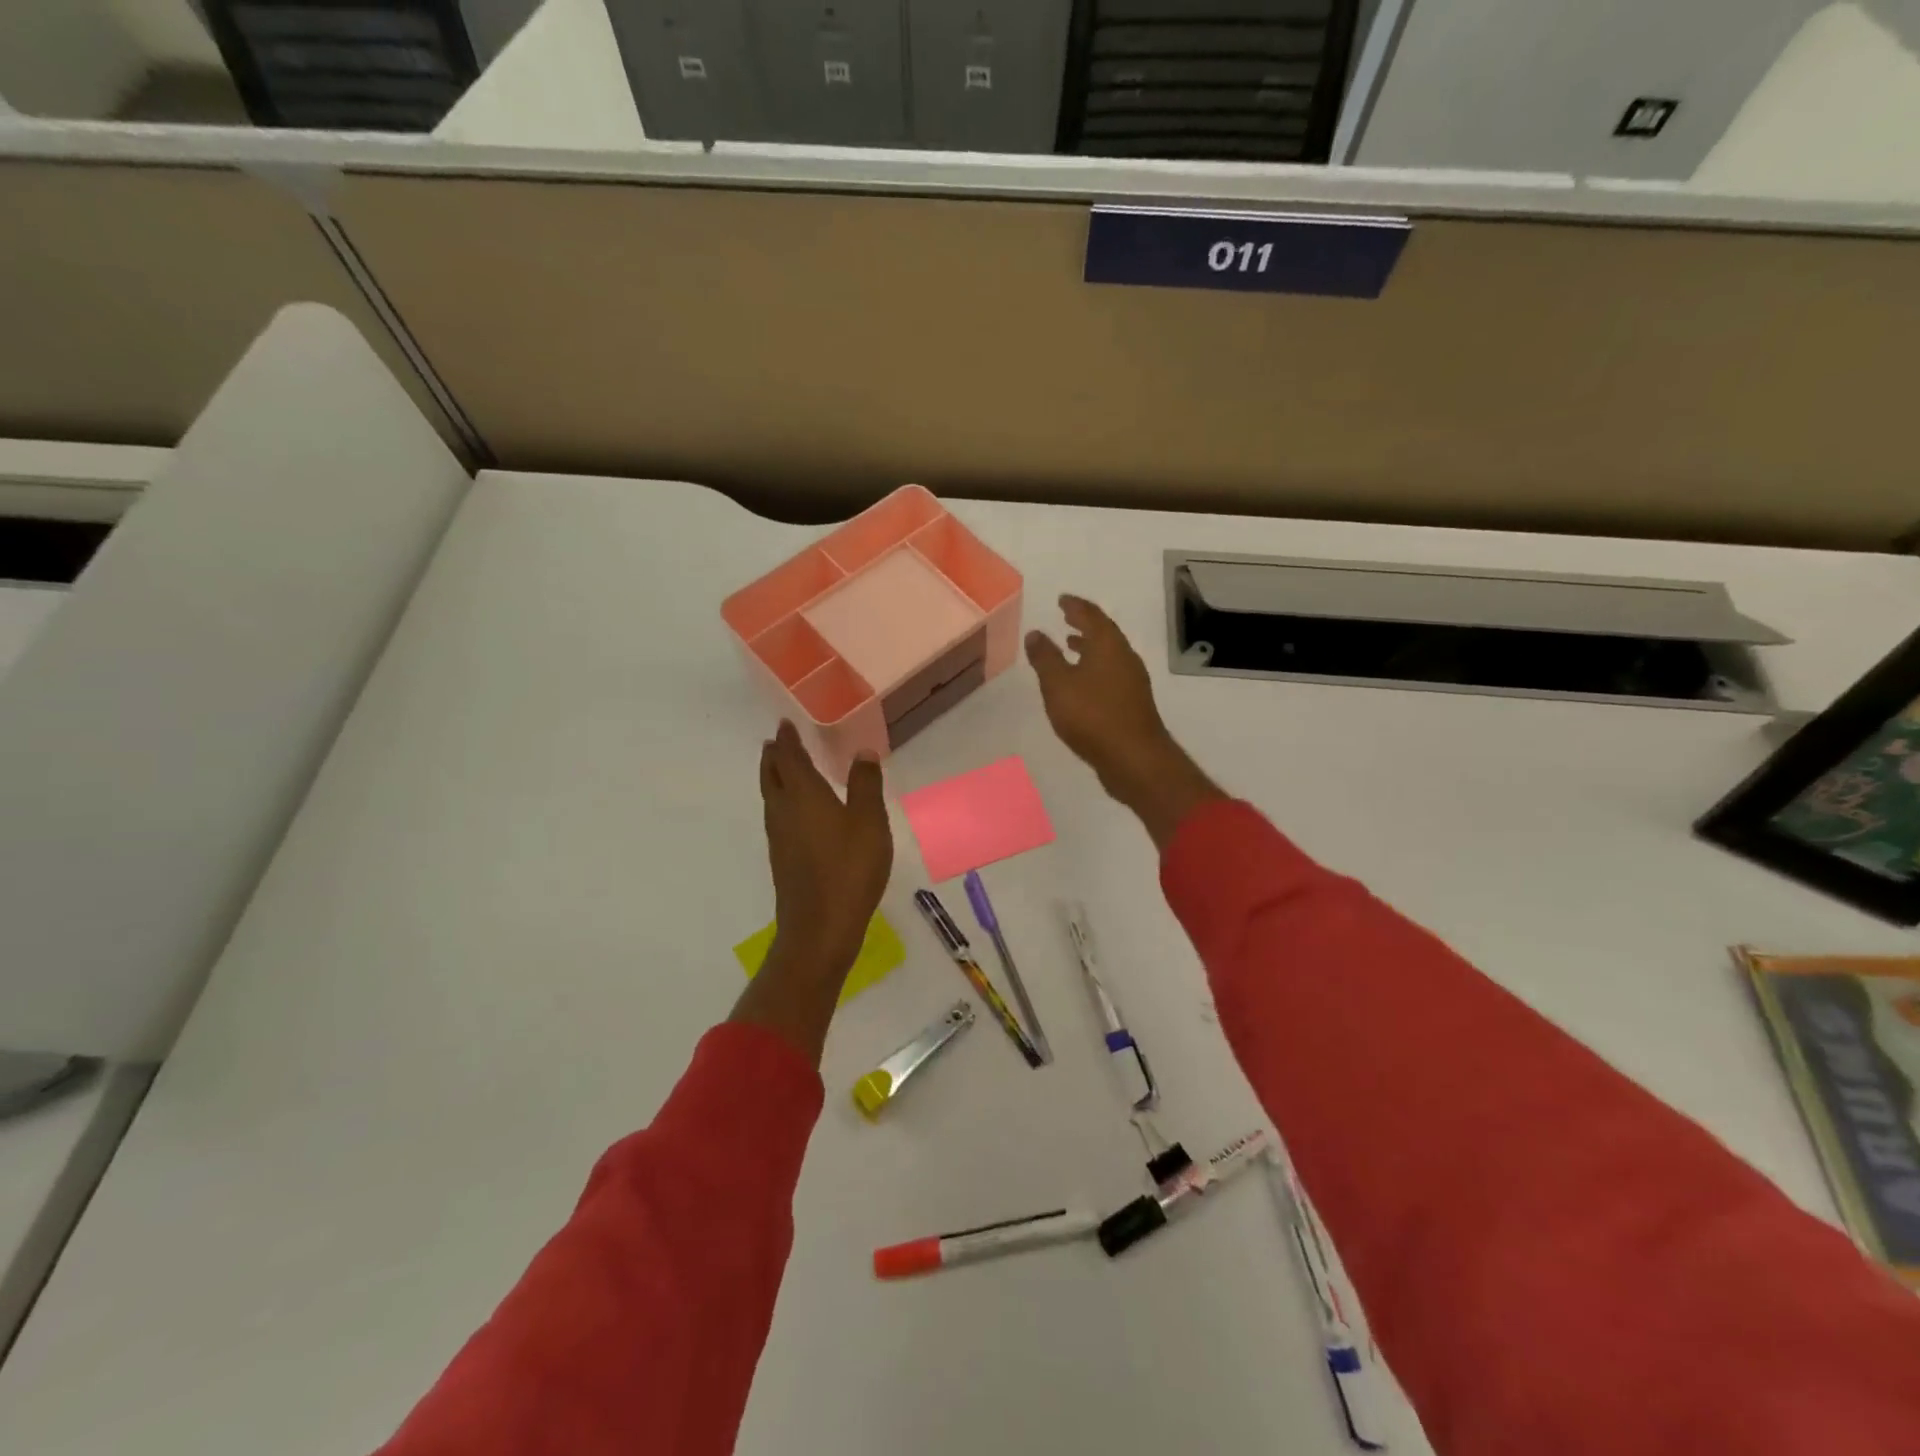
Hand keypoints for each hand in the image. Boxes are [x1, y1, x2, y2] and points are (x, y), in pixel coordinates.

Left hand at [759, 720, 892, 979]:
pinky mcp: (782, 859)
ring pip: (770, 797)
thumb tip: (862, 751)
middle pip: (771, 775)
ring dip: (774, 778)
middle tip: (778, 742)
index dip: (787, 739)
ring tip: (783, 769)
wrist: (820, 927)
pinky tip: (796, 813)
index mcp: (803, 794)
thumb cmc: (849, 868)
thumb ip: (866, 784)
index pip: (789, 758)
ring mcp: (779, 837)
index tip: (785, 724)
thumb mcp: (870, 821)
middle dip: (774, 756)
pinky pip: (777, 817)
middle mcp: (783, 810)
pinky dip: (781, 801)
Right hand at [1025, 595, 1223, 846]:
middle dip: (1084, 625)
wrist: (1134, 758)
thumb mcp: (1058, 684)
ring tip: (1070, 647)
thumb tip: (1036, 633)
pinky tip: (1082, 685)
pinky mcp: (1132, 704)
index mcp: (1108, 645)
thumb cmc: (1092, 715)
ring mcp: (1132, 682)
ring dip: (1089, 648)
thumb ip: (1045, 658)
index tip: (1062, 600)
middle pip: (1104, 633)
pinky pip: (1111, 675)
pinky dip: (1095, 669)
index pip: (1091, 615)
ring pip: (1108, 656)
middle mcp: (1124, 657)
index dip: (1075, 606)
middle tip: (1066, 618)